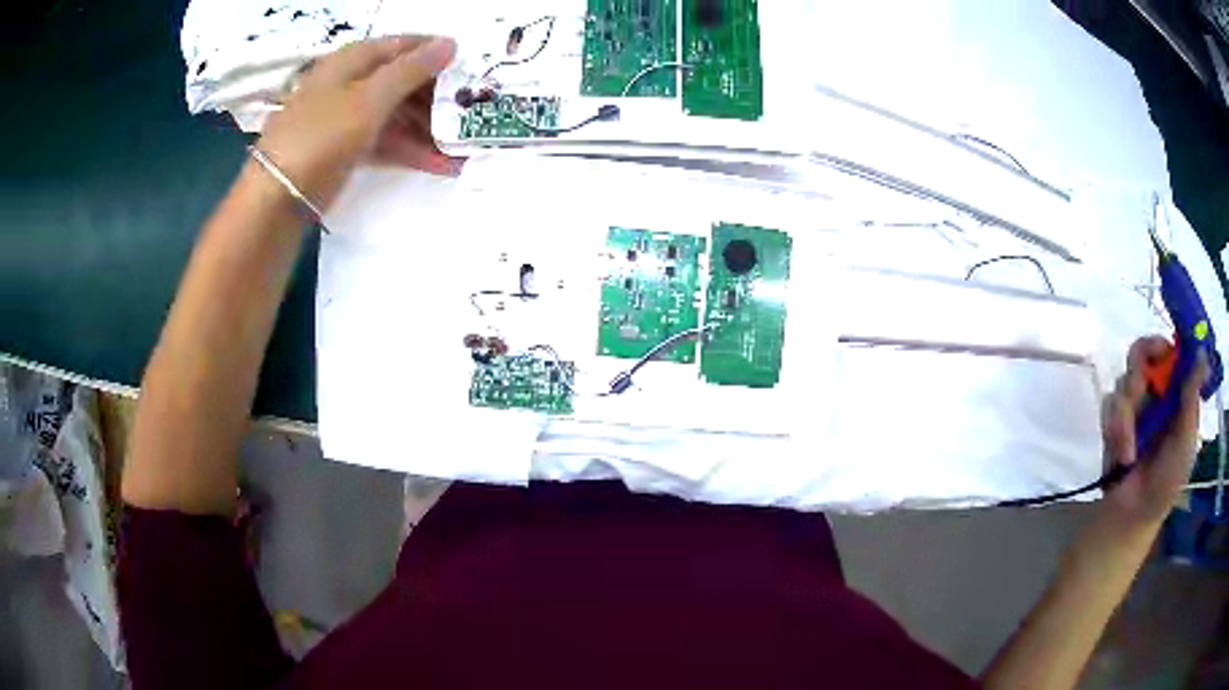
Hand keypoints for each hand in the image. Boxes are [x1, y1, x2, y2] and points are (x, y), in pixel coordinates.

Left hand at [256, 35, 460, 209]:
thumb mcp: (369, 98)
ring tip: (464, 143)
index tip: (470, 62)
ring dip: (428, 128)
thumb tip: (450, 42)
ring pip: (395, 114)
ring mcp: (345, 119)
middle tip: (471, 108)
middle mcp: (348, 84)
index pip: (401, 44)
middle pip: (400, 80)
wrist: (276, 199)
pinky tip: (440, 164)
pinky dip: (409, 150)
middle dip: (436, 94)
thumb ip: (411, 70)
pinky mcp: (344, 151)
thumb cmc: (321, 136)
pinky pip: (384, 142)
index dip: (434, 50)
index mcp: (351, 61)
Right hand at [1101, 336, 1208, 525]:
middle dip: (1140, 365)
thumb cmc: (1166, 483)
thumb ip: (1191, 398)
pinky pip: (1110, 403)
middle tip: (1140, 384)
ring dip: (1127, 411)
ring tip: (1131, 448)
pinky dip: (1115, 429)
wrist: (1132, 517)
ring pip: (1125, 378)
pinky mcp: (1113, 421)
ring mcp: (1134, 406)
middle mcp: (1156, 392)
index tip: (1163, 349)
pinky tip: (1123, 454)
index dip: (1167, 343)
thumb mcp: (1185, 442)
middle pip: (1144, 351)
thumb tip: (1201, 351)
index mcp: (1177, 394)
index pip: (1172, 351)